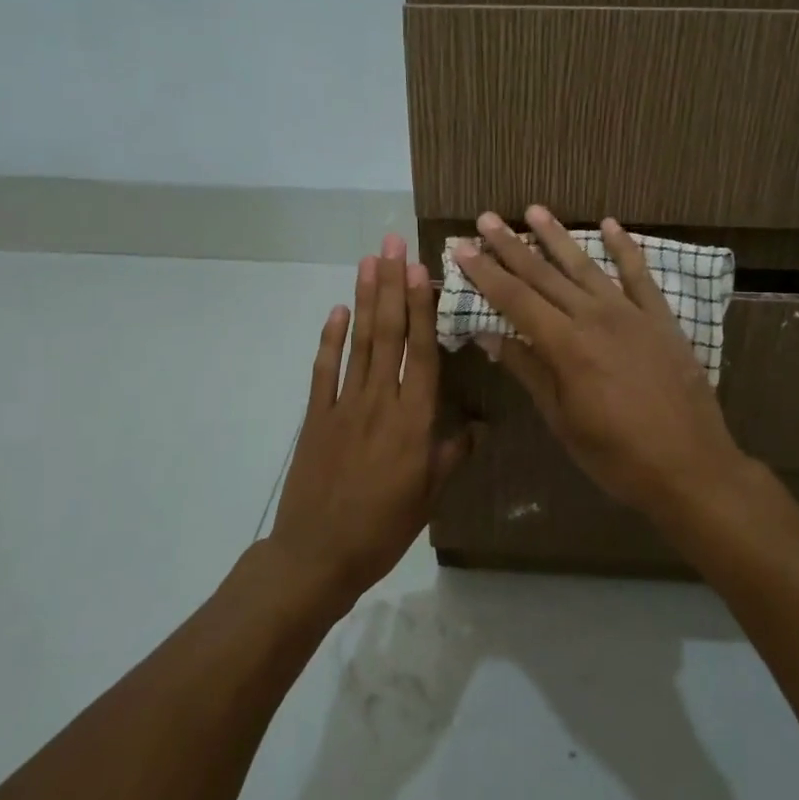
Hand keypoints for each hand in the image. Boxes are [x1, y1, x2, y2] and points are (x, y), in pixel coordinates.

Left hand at [268, 236, 475, 609]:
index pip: (421, 352)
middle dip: (391, 285)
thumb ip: (454, 453)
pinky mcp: (316, 417)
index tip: (420, 269)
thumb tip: (482, 425)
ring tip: (368, 261)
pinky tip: (336, 311)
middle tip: (392, 243)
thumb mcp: (430, 495)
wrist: (318, 555)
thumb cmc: (384, 527)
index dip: (420, 307)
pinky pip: (323, 371)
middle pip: (388, 334)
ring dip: (363, 299)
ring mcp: (343, 406)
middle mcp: (380, 401)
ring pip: (358, 343)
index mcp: (414, 420)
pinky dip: (329, 340)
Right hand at [455, 207, 751, 516]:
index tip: (461, 247)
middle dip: (511, 246)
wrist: (691, 467)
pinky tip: (610, 224)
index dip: (486, 273)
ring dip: (558, 236)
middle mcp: (595, 318)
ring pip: (586, 266)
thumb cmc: (617, 455)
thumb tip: (490, 337)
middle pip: (544, 275)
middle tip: (486, 218)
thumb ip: (529, 372)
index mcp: (566, 346)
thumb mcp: (563, 421)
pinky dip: (624, 248)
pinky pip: (639, 275)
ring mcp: (631, 314)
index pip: (515, 299)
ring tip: (534, 210)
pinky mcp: (661, 318)